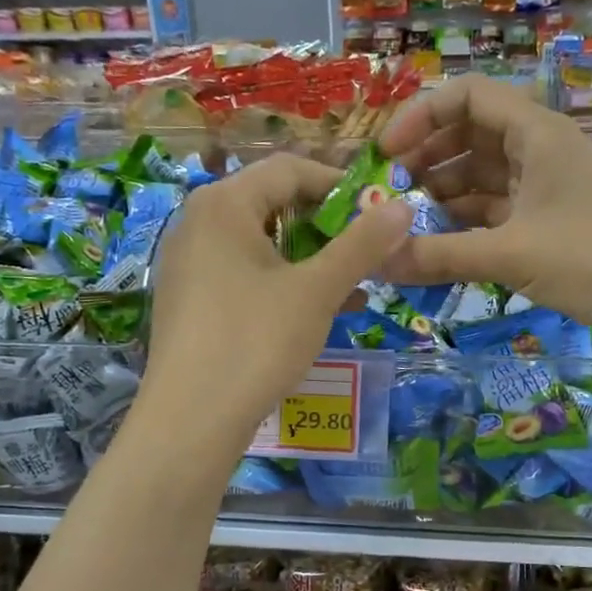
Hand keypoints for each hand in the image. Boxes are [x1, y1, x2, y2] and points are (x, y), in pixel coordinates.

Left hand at [140, 153, 411, 453]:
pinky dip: (284, 283)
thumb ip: (361, 245)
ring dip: (311, 258)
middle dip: (327, 226)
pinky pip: (245, 275)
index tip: (378, 214)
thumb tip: (402, 207)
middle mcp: (198, 223)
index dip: (340, 186)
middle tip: (367, 253)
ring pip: (262, 244)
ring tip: (353, 285)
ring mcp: (189, 264)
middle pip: (274, 204)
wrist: (191, 420)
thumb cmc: (256, 342)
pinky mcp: (190, 300)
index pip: (290, 170)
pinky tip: (319, 311)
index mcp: (224, 204)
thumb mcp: (317, 290)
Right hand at [379, 75, 591, 349]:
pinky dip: (467, 222)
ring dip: (443, 194)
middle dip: (426, 159)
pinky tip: (438, 245)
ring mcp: (547, 185)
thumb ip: (440, 255)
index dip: (420, 117)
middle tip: (389, 195)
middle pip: (470, 134)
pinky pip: (497, 209)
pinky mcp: (551, 220)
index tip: (386, 155)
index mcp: (536, 132)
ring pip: (482, 175)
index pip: (466, 96)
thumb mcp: (511, 254)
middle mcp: (540, 148)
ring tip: (406, 224)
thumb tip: (377, 261)